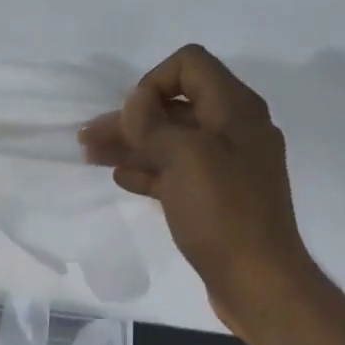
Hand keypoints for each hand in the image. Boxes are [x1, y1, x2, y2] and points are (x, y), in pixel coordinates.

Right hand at [81, 45, 311, 332]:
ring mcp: (226, 166)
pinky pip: (177, 173)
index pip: (189, 65)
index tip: (130, 117)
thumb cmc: (222, 214)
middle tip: (88, 137)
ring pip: (172, 142)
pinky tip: (122, 178)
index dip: (152, 82)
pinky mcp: (216, 198)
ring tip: (92, 156)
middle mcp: (233, 130)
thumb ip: (154, 123)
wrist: (257, 279)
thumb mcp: (185, 158)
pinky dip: (148, 170)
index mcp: (234, 109)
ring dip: (132, 144)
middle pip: (175, 106)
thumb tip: (135, 102)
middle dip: (131, 117)